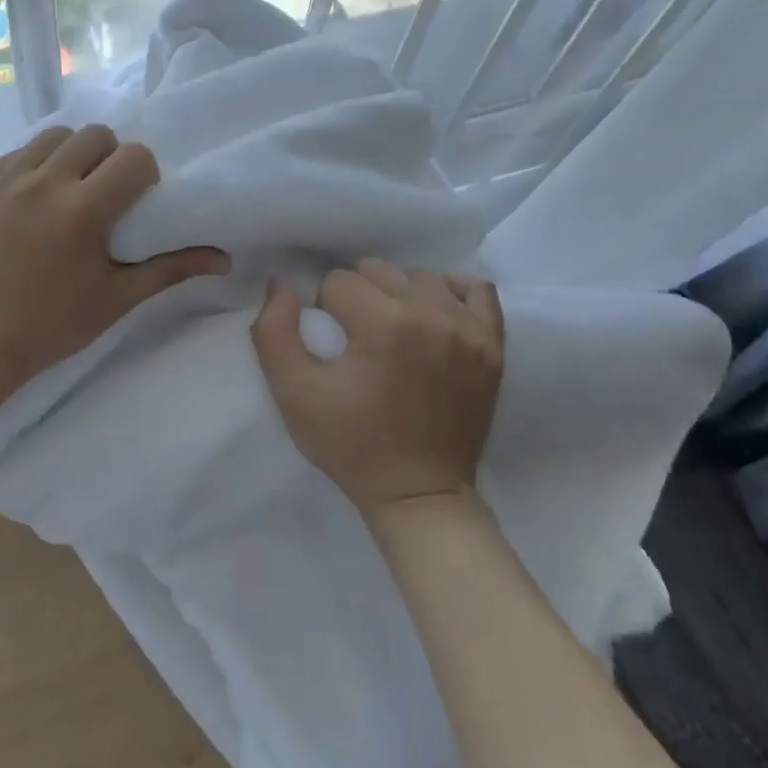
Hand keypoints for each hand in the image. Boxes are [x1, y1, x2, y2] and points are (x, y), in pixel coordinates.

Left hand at [0, 124, 229, 397]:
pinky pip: (15, 154)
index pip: (134, 156)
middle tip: (104, 192)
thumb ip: (170, 269)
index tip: (137, 199)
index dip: (144, 174)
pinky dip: (32, 167)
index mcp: (83, 209)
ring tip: (66, 190)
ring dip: (71, 154)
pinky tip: (28, 202)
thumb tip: (224, 259)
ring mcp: (3, 178)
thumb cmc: (48, 327)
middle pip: (95, 134)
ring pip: (53, 136)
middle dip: (110, 156)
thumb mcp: (115, 299)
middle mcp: (43, 181)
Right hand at [251, 260, 505, 514]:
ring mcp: (470, 330)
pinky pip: (476, 290)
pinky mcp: (493, 346)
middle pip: (378, 271)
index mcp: (385, 325)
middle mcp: (432, 315)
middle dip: (359, 298)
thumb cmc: (352, 446)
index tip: (333, 348)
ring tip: (393, 332)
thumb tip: (281, 284)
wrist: (419, 496)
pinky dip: (451, 293)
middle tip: (358, 340)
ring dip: (399, 295)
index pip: (338, 282)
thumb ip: (274, 330)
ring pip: (420, 277)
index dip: (325, 311)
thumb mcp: (293, 393)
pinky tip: (433, 314)